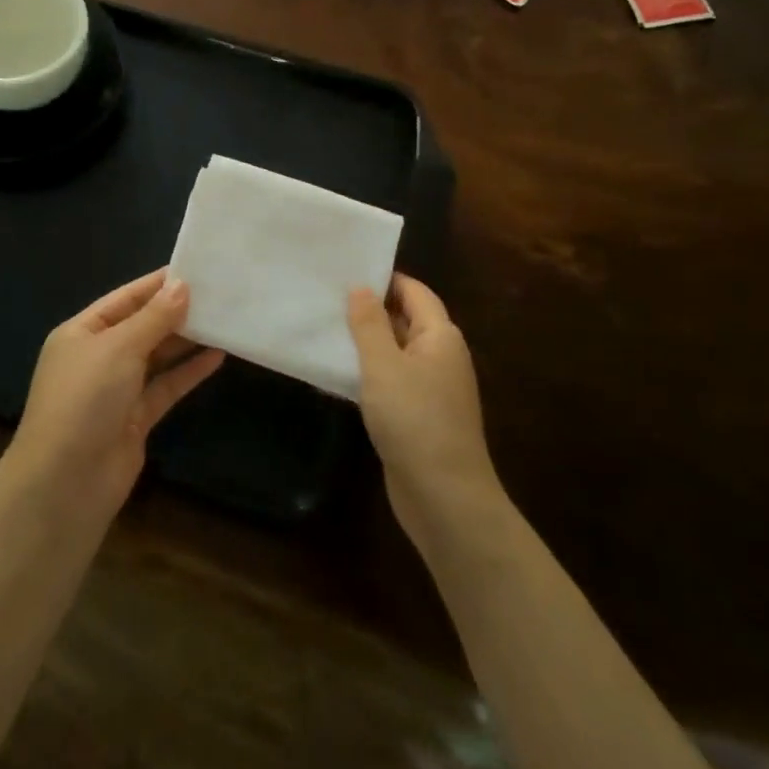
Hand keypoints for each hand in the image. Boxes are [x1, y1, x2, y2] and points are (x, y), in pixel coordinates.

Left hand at [10, 269, 224, 515]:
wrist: (66, 482)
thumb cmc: (85, 399)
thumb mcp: (119, 348)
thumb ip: (154, 318)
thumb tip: (182, 286)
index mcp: (81, 333)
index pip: (124, 299)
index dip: (156, 285)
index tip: (193, 269)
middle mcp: (97, 358)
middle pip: (141, 326)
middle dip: (174, 311)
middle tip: (217, 292)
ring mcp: (116, 390)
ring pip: (156, 357)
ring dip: (185, 340)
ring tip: (222, 317)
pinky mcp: (135, 419)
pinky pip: (165, 387)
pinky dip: (188, 372)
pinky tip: (217, 356)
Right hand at [348, 275, 500, 538]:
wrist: (444, 497)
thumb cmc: (414, 420)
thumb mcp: (383, 365)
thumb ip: (369, 324)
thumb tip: (360, 286)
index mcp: (441, 336)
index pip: (414, 291)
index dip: (383, 278)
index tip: (345, 271)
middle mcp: (441, 356)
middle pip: (405, 319)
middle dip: (369, 309)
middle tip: (326, 297)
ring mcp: (432, 388)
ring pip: (395, 352)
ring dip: (365, 343)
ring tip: (324, 329)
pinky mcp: (419, 415)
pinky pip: (392, 381)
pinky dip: (368, 373)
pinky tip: (338, 374)